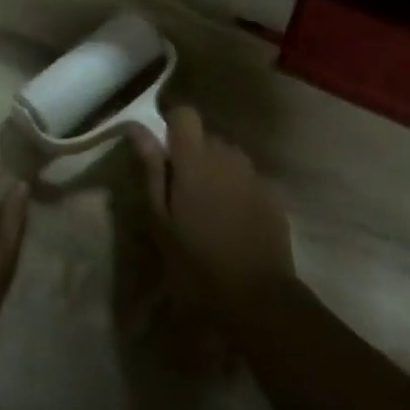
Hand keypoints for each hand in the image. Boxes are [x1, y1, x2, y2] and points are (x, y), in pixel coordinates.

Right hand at [130, 107, 295, 315]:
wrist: (257, 295)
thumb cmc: (196, 261)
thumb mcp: (161, 220)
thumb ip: (151, 169)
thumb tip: (137, 128)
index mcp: (195, 159)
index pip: (185, 114)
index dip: (172, 122)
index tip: (163, 148)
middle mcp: (227, 155)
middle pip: (206, 136)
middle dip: (192, 153)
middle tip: (180, 191)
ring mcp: (253, 173)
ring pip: (228, 156)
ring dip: (215, 170)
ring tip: (207, 207)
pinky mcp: (272, 193)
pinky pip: (246, 177)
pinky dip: (236, 188)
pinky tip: (231, 220)